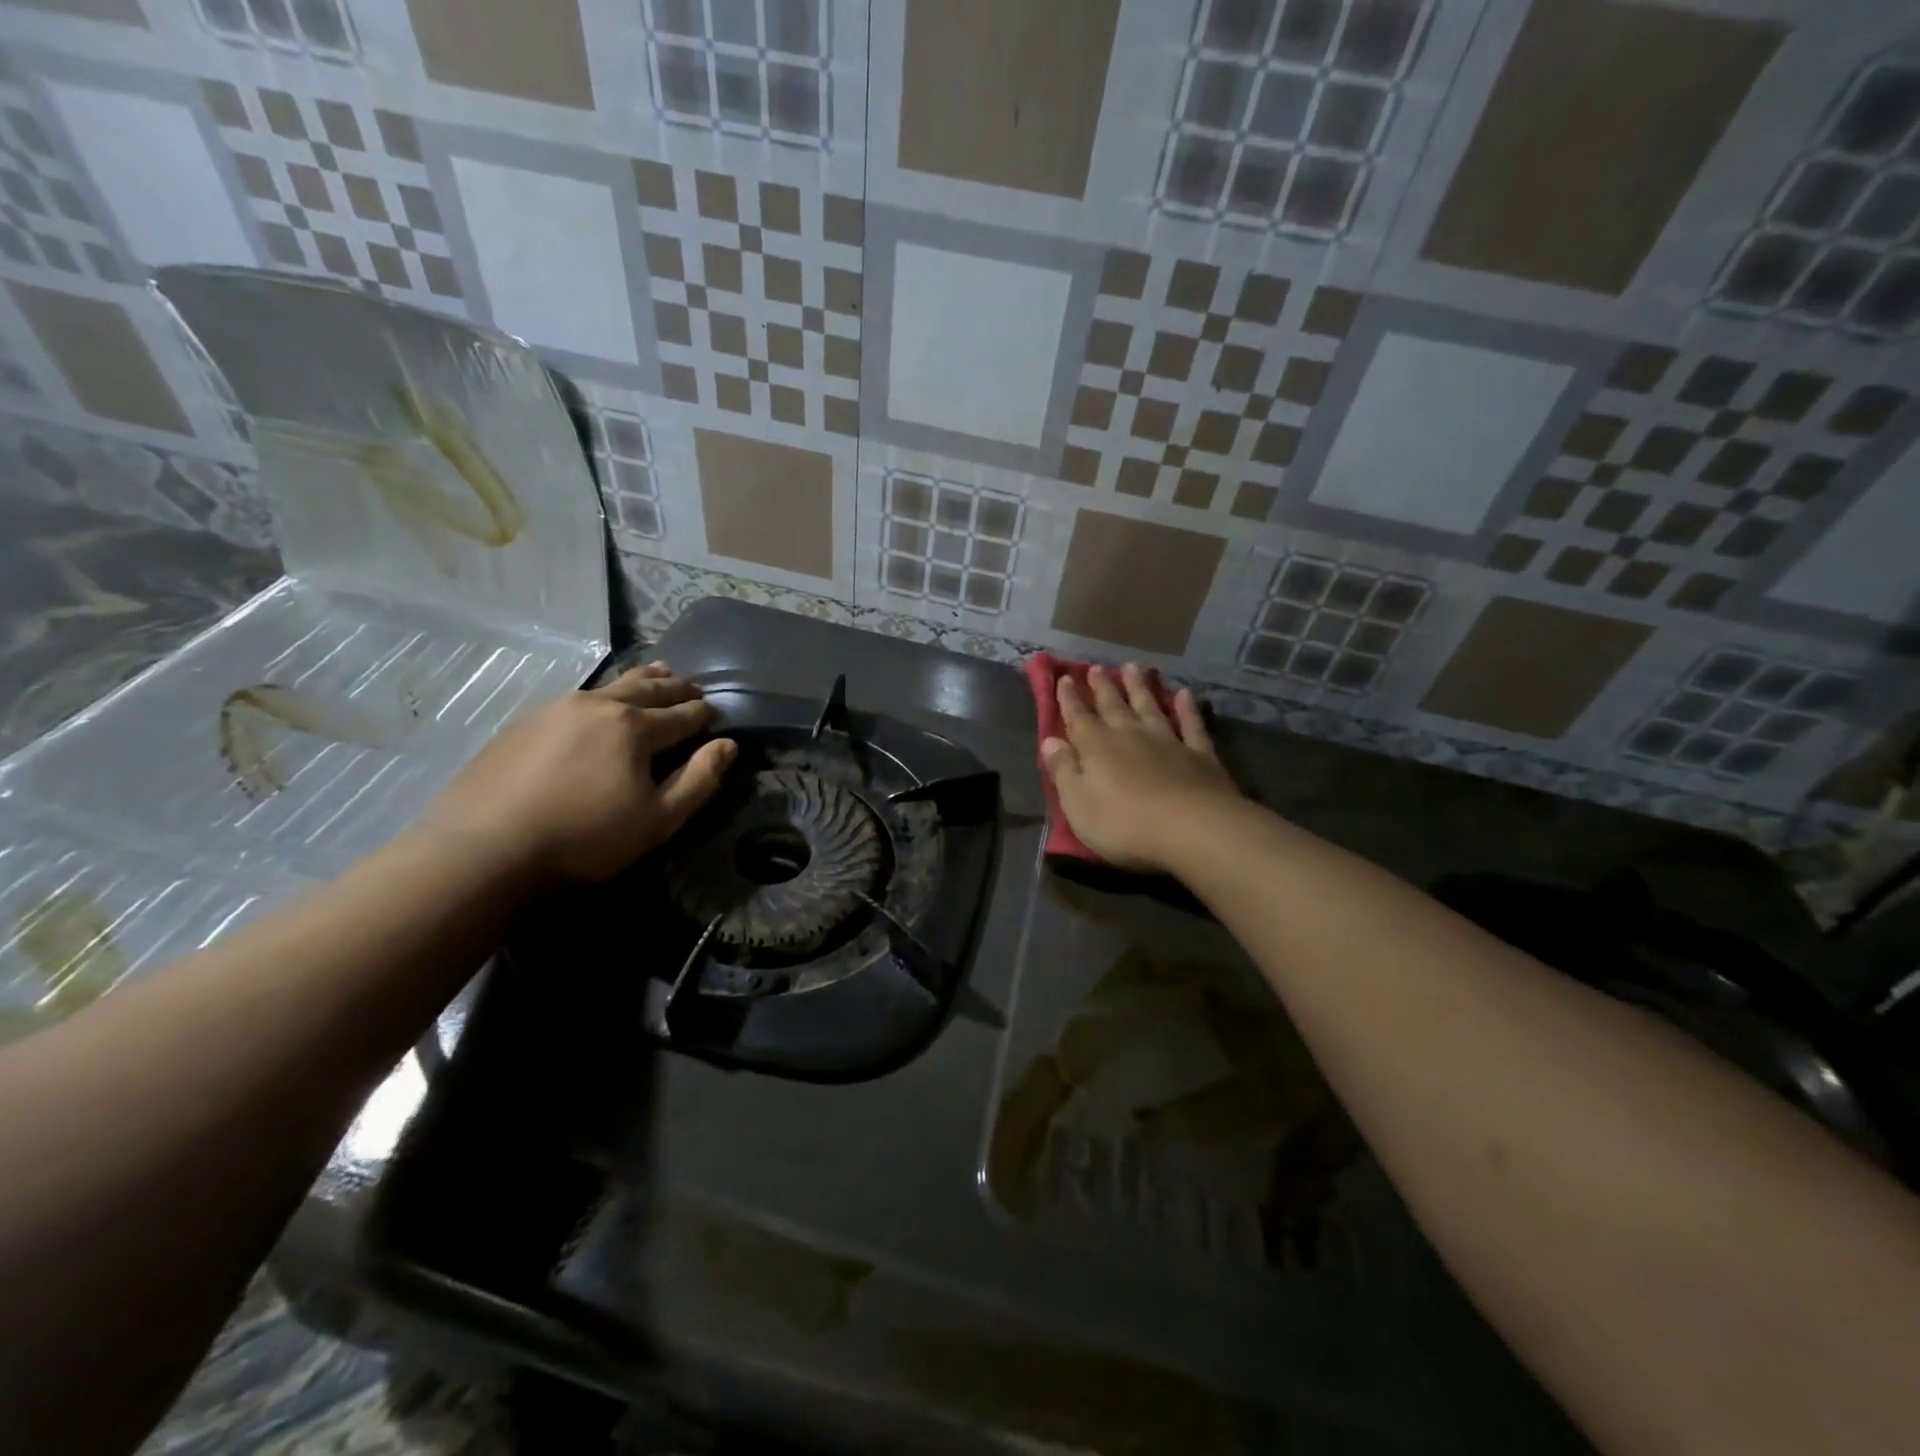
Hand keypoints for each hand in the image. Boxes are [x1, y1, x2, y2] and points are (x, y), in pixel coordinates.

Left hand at [430, 662, 734, 879]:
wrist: (485, 847)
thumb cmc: (584, 837)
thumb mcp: (657, 820)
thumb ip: (699, 780)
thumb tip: (728, 746)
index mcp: (635, 727)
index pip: (682, 714)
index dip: (704, 714)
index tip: (716, 713)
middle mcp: (599, 705)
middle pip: (648, 688)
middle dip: (676, 687)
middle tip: (692, 687)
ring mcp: (558, 708)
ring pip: (612, 685)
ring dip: (642, 680)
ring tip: (659, 674)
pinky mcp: (526, 721)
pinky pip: (580, 697)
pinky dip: (605, 694)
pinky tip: (602, 705)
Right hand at [1041, 664, 1242, 873]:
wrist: (1193, 828)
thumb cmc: (1126, 824)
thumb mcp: (1078, 805)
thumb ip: (1063, 771)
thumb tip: (1049, 741)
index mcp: (1097, 747)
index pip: (1078, 718)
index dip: (1069, 699)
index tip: (1065, 678)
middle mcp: (1130, 735)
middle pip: (1113, 706)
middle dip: (1102, 687)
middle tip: (1096, 667)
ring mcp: (1168, 741)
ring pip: (1150, 706)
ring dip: (1139, 687)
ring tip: (1132, 667)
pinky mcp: (1200, 754)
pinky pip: (1191, 724)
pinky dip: (1187, 708)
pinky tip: (1185, 694)